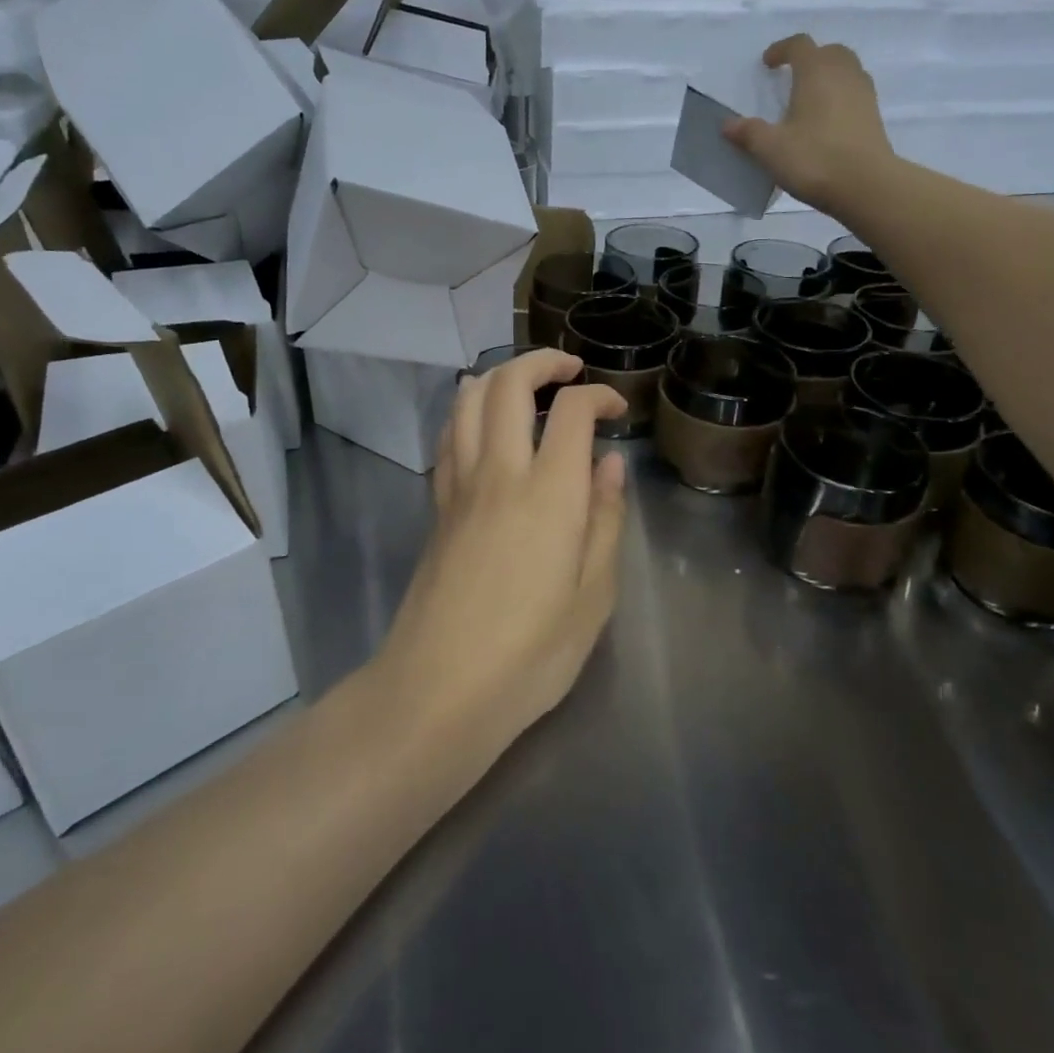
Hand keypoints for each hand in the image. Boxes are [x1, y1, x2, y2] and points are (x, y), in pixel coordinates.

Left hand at [379, 350, 628, 753]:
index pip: (572, 412)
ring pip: (467, 400)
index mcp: (549, 495)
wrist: (437, 691)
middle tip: (570, 370)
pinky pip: (449, 436)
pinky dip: (468, 410)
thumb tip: (610, 465)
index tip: (617, 410)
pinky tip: (485, 424)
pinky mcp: (437, 506)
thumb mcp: (593, 597)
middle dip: (542, 361)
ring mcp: (460, 487)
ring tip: (528, 386)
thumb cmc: (530, 655)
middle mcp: (500, 474)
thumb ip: (605, 521)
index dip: (598, 395)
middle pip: (508, 384)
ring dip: (499, 376)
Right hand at [723, 34, 894, 214]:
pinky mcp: (874, 116)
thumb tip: (727, 124)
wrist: (866, 186)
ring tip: (810, 98)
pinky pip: (855, 93)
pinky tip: (826, 121)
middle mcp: (843, 74)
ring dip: (828, 76)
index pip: (799, 45)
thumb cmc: (815, 159)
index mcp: (816, 72)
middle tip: (792, 77)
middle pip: (829, 52)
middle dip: (810, 58)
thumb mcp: (771, 149)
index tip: (767, 64)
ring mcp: (864, 94)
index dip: (781, 49)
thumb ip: (748, 133)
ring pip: (846, 70)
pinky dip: (840, 96)